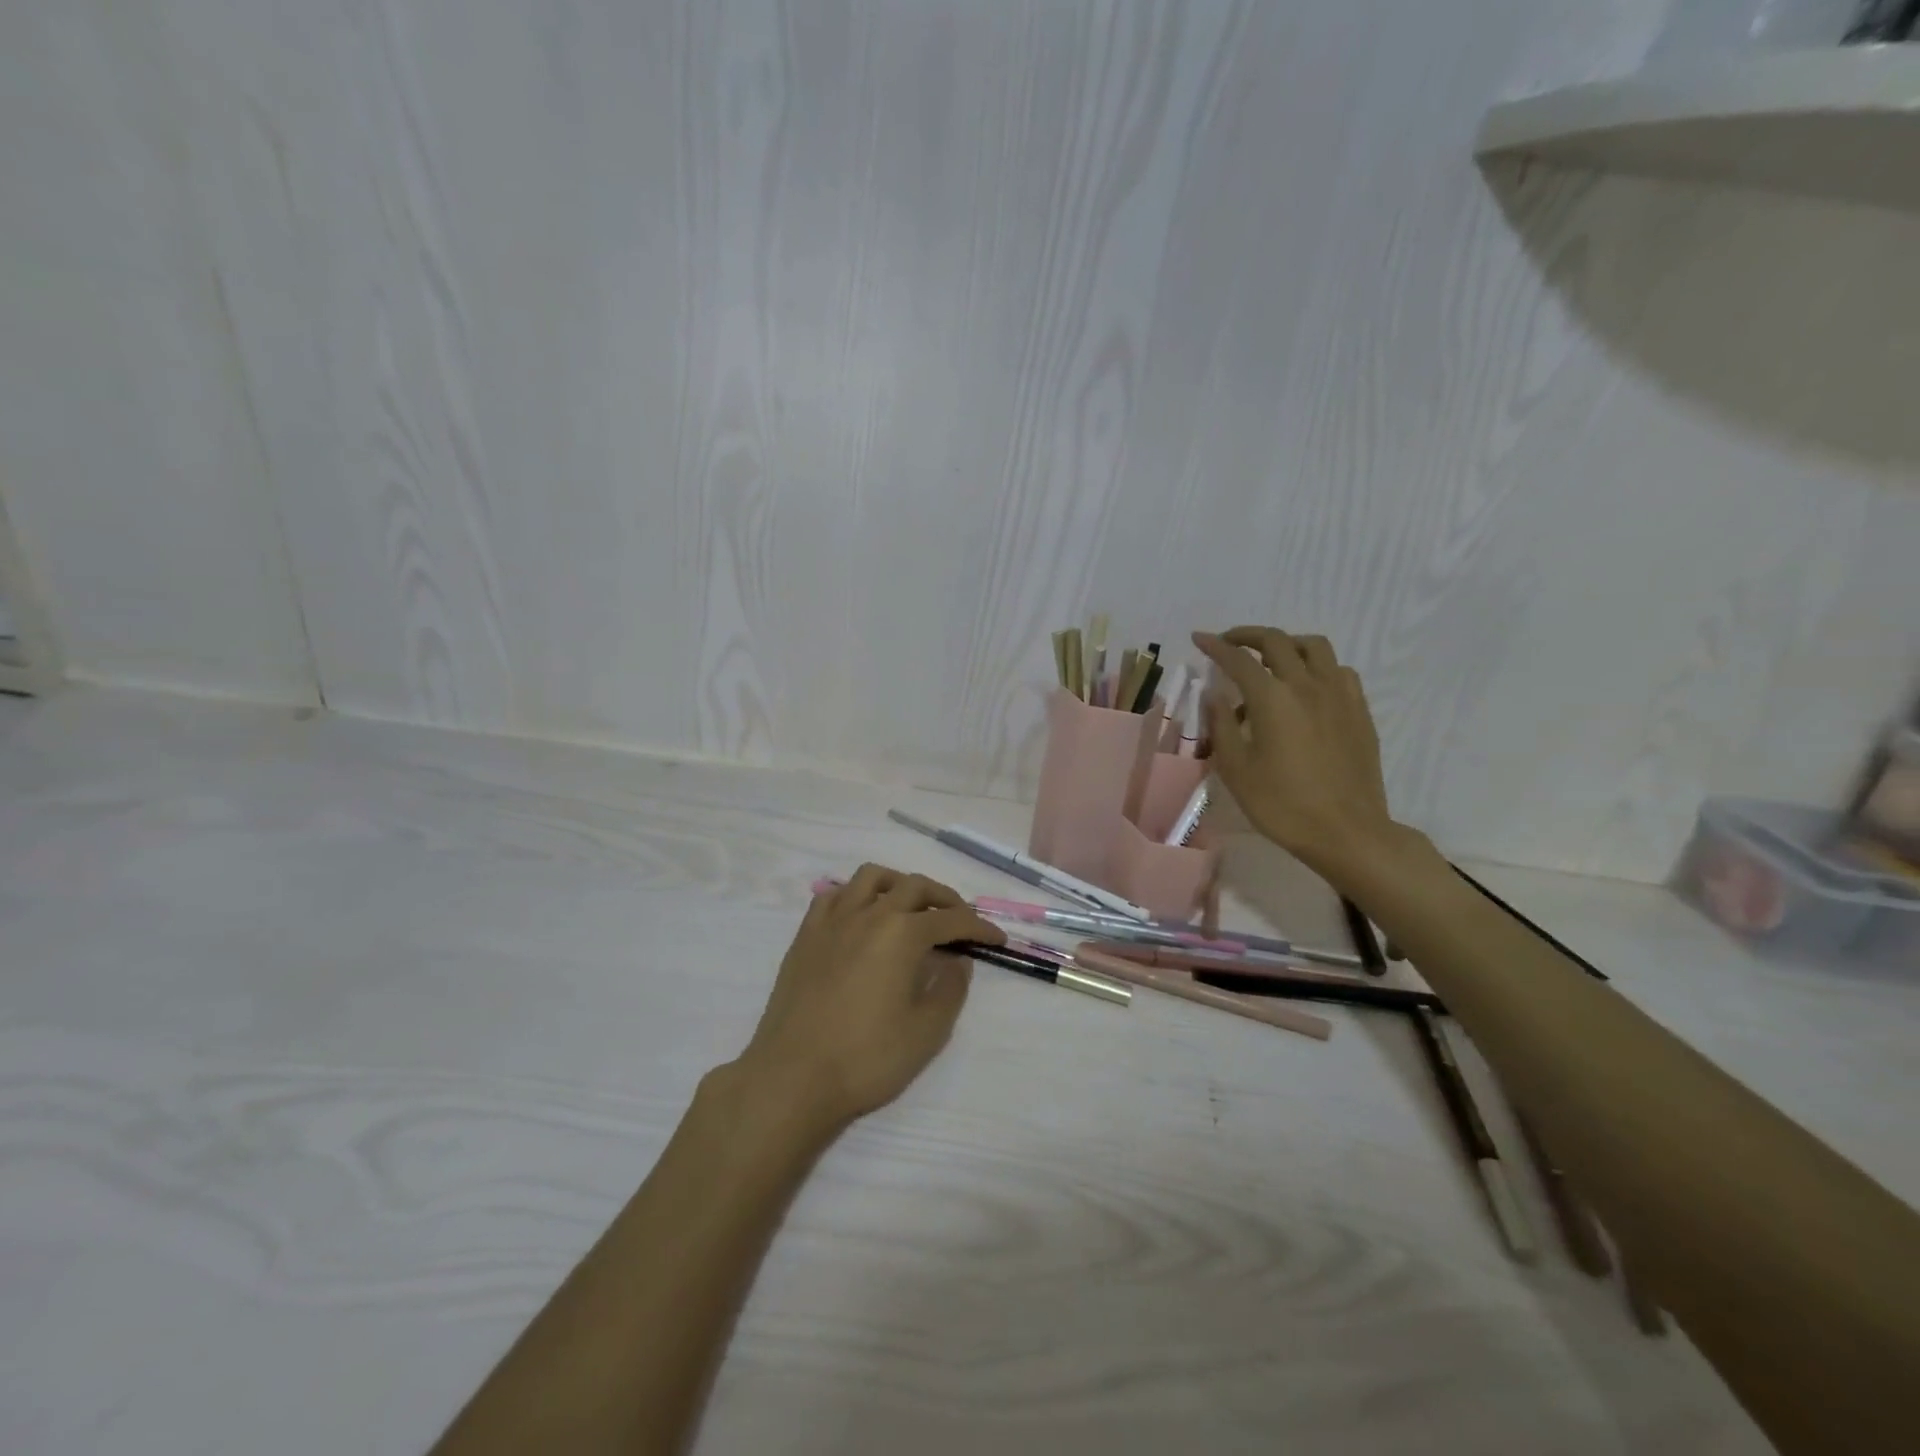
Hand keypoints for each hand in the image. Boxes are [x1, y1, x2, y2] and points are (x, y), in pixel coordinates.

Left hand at [733, 864, 1002, 1133]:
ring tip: (910, 907)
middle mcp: (869, 913)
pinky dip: (856, 896)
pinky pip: (834, 896)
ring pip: (871, 878)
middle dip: (944, 898)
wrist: (792, 1077)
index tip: (997, 938)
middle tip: (959, 920)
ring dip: (899, 884)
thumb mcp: (927, 1031)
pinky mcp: (806, 935)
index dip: (979, 926)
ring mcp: (833, 921)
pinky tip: (862, 917)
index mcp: (902, 933)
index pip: (952, 919)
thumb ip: (950, 989)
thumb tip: (958, 960)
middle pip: (914, 886)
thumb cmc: (866, 1057)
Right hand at [1192, 628, 1399, 876]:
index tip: (1199, 638)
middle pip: (1277, 641)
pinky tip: (1307, 688)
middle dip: (1248, 635)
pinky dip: (1316, 666)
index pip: (1238, 659)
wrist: (1347, 831)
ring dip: (1287, 644)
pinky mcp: (1358, 711)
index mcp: (1272, 698)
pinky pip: (1338, 670)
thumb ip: (1222, 726)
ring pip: (1314, 646)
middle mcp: (1307, 685)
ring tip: (1271, 660)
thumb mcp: (1236, 769)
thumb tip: (1215, 695)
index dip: (1215, 646)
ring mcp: (1339, 695)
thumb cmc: (1282, 804)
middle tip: (1229, 643)